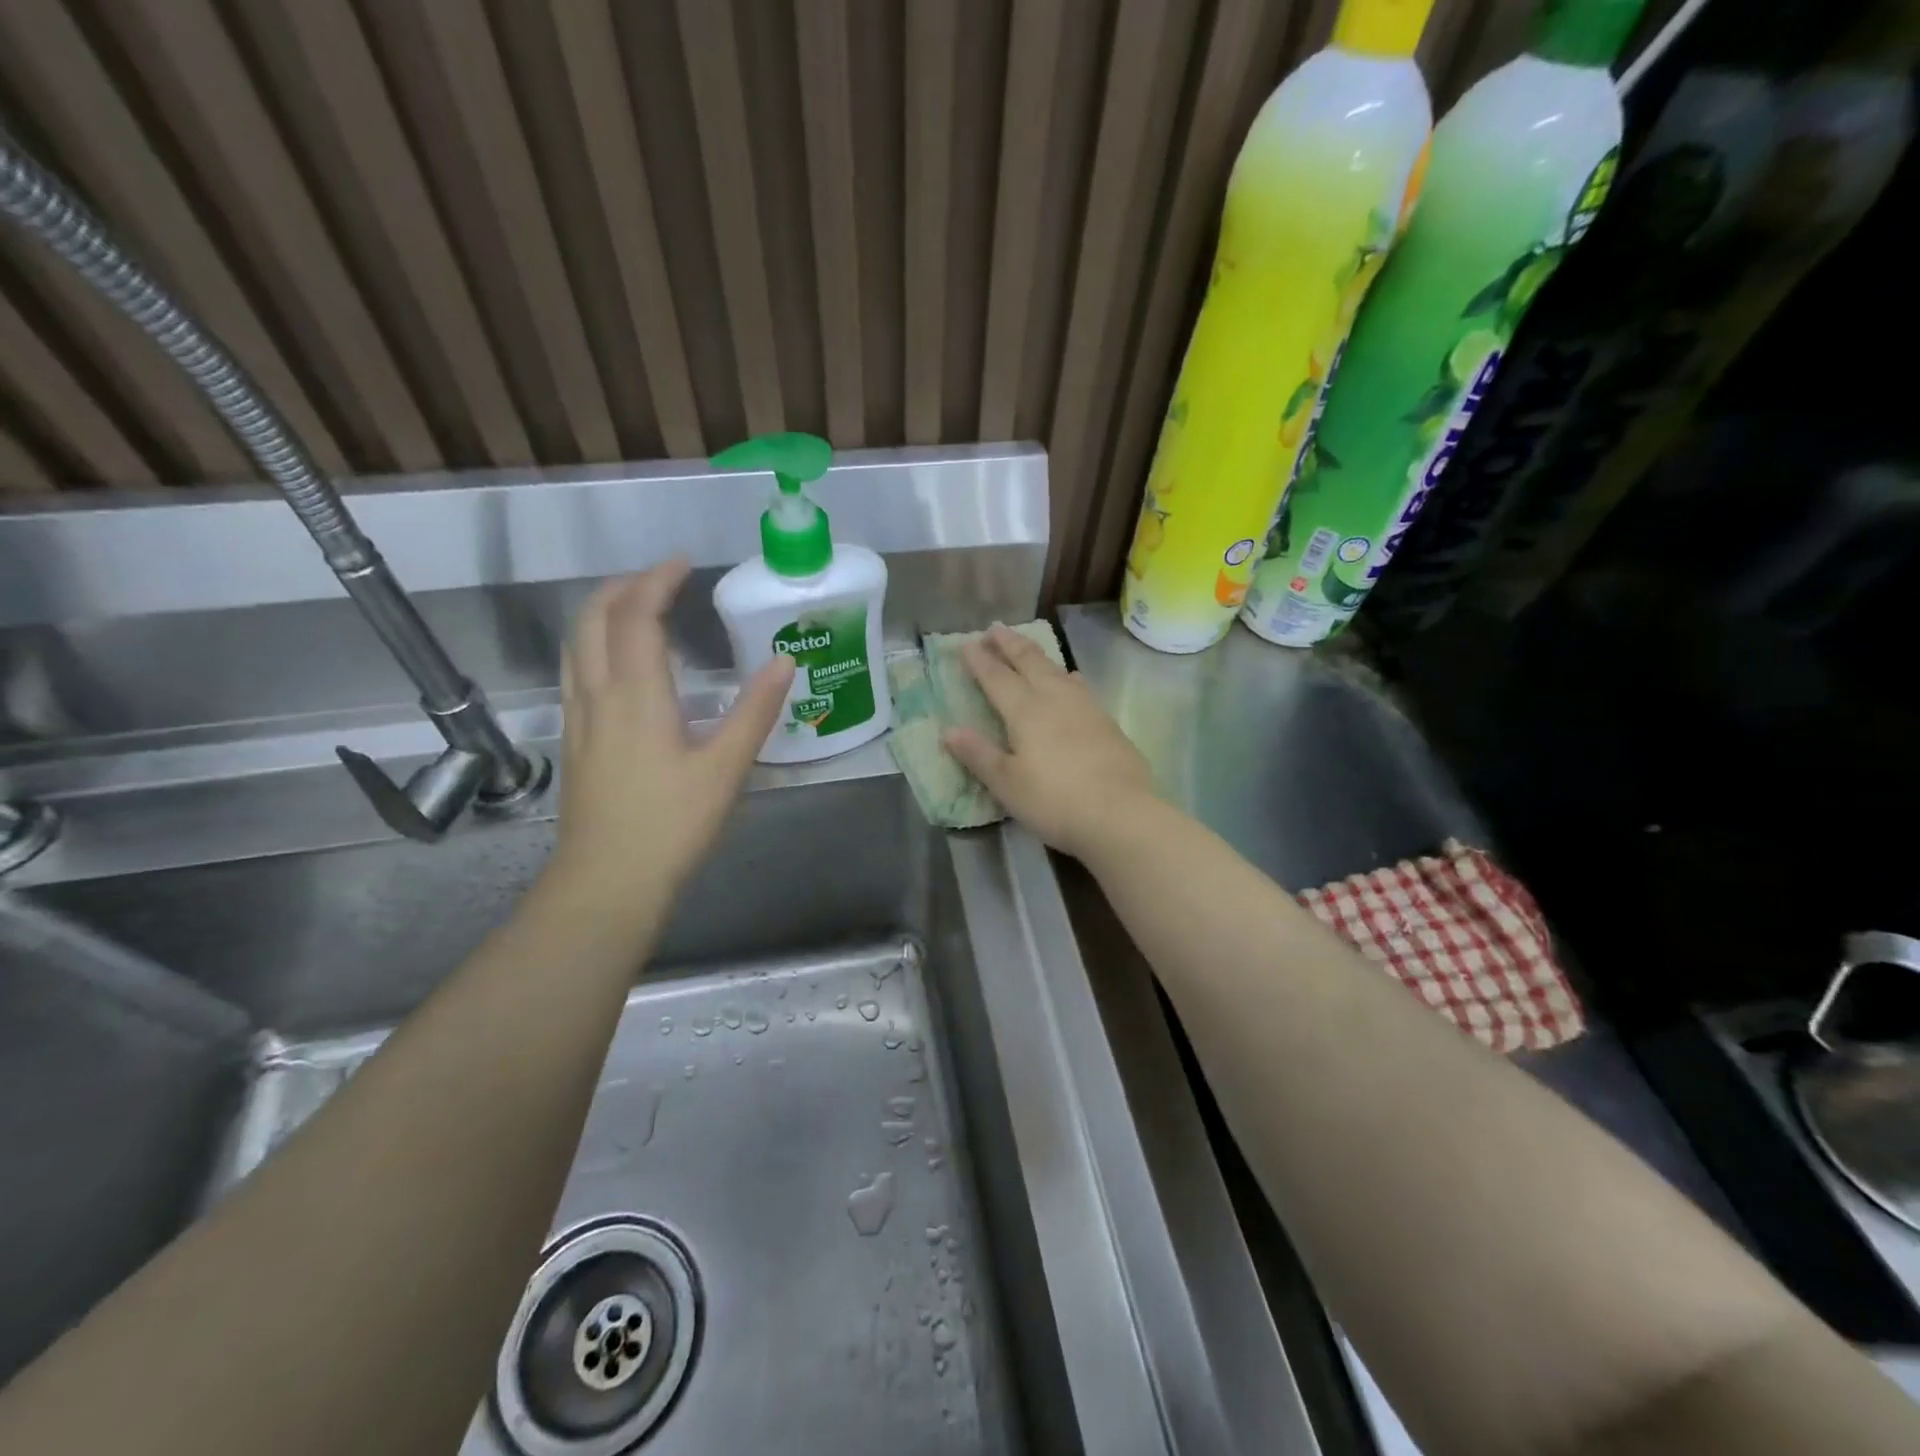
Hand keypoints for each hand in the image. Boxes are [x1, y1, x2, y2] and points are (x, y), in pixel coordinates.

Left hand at [545, 560, 793, 909]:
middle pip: (593, 618)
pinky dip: (594, 644)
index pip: (637, 615)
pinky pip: (575, 671)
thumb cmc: (671, 824)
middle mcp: (597, 694)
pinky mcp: (574, 741)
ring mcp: (578, 718)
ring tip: (636, 607)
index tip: (683, 562)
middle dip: (623, 587)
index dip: (656, 580)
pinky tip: (617, 664)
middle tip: (660, 579)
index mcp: (636, 694)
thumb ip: (754, 711)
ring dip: (602, 612)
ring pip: (576, 644)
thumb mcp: (725, 768)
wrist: (607, 882)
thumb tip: (783, 660)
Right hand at [942, 624, 1155, 858]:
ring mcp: (1086, 708)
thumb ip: (978, 754)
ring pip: (1057, 670)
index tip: (966, 643)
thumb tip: (949, 730)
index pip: (997, 678)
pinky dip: (1066, 675)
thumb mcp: (1007, 784)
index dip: (980, 660)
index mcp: (1025, 711)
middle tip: (996, 628)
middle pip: (1030, 662)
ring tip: (1029, 647)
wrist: (1120, 814)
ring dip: (1038, 655)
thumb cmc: (1054, 801)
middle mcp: (1055, 699)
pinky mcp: (1107, 722)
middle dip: (1010, 644)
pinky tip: (1072, 679)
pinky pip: (1079, 686)